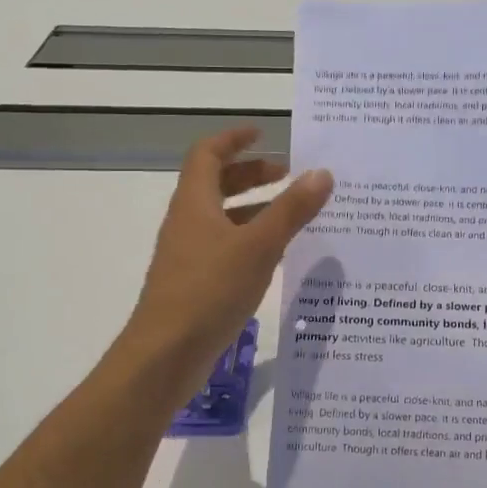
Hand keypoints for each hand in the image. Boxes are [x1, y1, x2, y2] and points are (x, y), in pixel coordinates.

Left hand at [123, 127, 332, 385]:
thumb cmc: (209, 290)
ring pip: (222, 217)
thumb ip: (292, 210)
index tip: (263, 132)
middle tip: (288, 175)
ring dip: (253, 208)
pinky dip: (249, 239)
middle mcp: (187, 222)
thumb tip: (321, 173)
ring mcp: (189, 254)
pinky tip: (275, 256)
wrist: (165, 355)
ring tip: (291, 214)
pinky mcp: (194, 283)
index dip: (233, 138)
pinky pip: (225, 246)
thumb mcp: (259, 246)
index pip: (208, 154)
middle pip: (215, 183)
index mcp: (195, 203)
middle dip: (251, 174)